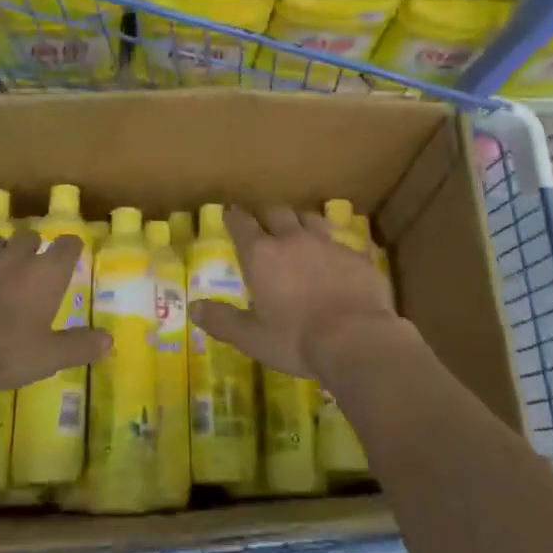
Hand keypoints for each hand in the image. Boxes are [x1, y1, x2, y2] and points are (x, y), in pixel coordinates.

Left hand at [0, 229, 109, 389]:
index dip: (70, 247)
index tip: (71, 253)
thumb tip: (110, 342)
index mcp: (45, 273)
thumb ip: (79, 346)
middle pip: (29, 237)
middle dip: (32, 247)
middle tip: (31, 266)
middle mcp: (15, 257)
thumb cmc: (3, 352)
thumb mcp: (48, 357)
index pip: (67, 245)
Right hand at [192, 206, 402, 380]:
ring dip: (299, 221)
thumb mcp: (252, 337)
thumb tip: (195, 307)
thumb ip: (223, 320)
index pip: (242, 224)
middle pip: (276, 212)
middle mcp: (293, 239)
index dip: (234, 217)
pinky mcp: (355, 255)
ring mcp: (327, 243)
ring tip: (298, 230)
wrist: (357, 339)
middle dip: (266, 214)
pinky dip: (331, 244)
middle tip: (262, 221)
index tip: (230, 214)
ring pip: (309, 219)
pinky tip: (334, 257)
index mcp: (263, 255)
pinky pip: (339, 240)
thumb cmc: (296, 340)